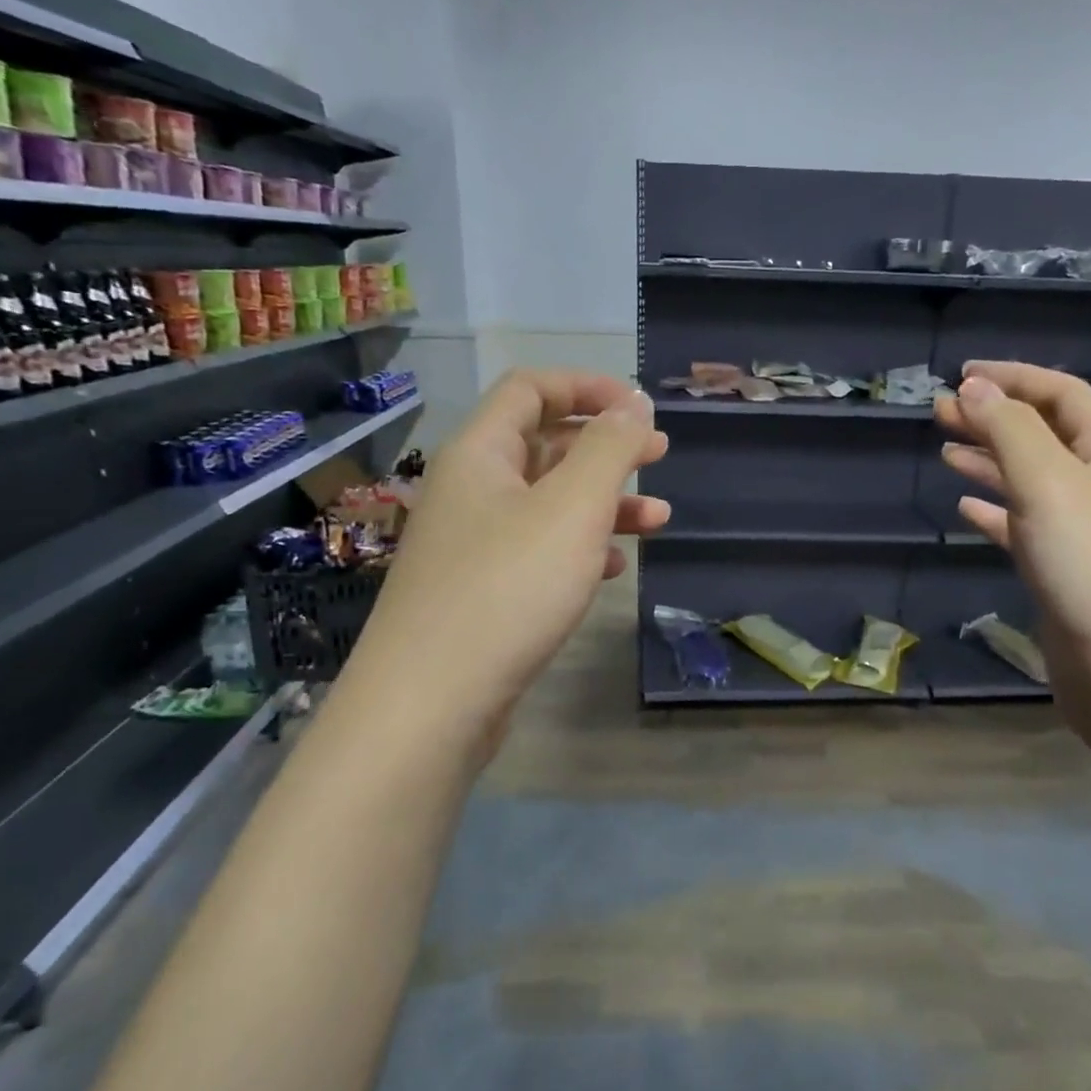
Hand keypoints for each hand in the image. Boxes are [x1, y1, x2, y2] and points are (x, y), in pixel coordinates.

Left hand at [366, 371, 667, 736]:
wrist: (431, 702)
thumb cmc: (508, 589)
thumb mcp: (572, 508)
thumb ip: (609, 448)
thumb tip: (634, 404)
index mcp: (480, 454)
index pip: (530, 389)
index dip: (588, 388)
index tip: (640, 411)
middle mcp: (470, 490)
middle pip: (543, 445)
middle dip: (605, 447)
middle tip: (659, 457)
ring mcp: (473, 544)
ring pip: (547, 503)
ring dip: (603, 503)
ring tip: (658, 520)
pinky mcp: (482, 591)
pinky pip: (538, 550)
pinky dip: (579, 548)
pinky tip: (611, 568)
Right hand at [934, 362, 1090, 737]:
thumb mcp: (1050, 484)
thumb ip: (1010, 431)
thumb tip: (974, 386)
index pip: (1062, 395)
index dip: (1013, 378)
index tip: (961, 375)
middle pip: (1043, 436)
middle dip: (993, 418)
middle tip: (940, 412)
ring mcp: (1084, 534)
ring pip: (1030, 483)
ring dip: (990, 462)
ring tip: (946, 451)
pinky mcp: (1064, 575)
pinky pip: (1024, 529)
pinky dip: (994, 514)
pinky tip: (966, 510)